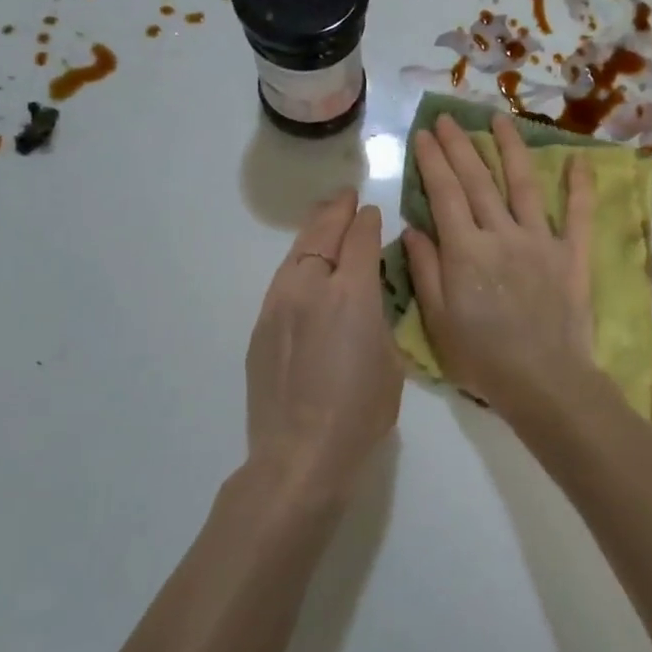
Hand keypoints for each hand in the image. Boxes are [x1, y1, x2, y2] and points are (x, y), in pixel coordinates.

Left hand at [245, 190, 401, 504]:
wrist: (299, 455)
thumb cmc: (360, 412)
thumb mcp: (390, 361)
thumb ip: (380, 317)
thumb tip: (369, 294)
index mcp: (351, 294)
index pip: (360, 239)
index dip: (367, 221)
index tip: (372, 212)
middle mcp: (310, 288)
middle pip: (322, 235)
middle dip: (336, 212)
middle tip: (345, 197)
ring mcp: (279, 305)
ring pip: (296, 253)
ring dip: (312, 232)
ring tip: (324, 219)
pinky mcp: (261, 326)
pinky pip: (282, 281)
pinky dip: (298, 263)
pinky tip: (305, 268)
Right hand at [402, 114, 597, 417]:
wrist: (543, 382)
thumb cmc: (482, 358)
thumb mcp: (438, 320)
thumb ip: (426, 269)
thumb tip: (413, 228)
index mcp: (465, 250)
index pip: (444, 193)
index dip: (433, 161)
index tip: (424, 135)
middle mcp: (502, 234)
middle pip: (478, 180)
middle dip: (460, 145)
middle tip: (448, 117)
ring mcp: (541, 240)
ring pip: (524, 184)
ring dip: (511, 148)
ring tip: (499, 119)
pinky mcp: (572, 254)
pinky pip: (580, 214)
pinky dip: (580, 186)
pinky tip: (579, 159)